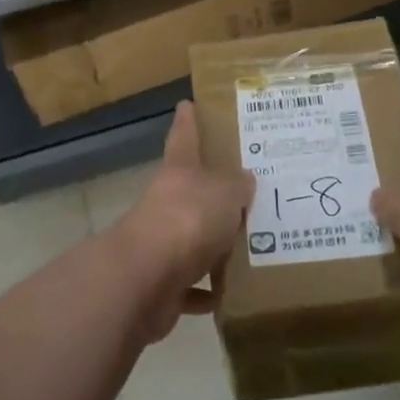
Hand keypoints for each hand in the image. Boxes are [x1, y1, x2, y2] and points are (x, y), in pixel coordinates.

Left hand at [107, 102, 253, 340]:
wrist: (146, 279)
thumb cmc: (188, 219)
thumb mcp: (225, 193)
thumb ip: (237, 187)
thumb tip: (245, 180)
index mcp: (180, 173)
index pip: (184, 137)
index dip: (188, 121)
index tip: (188, 104)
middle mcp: (167, 203)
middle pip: (192, 191)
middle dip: (215, 192)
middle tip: (252, 191)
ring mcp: (162, 244)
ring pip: (194, 240)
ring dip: (215, 246)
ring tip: (253, 246)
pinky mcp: (163, 283)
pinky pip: (192, 285)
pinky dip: (209, 291)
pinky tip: (234, 295)